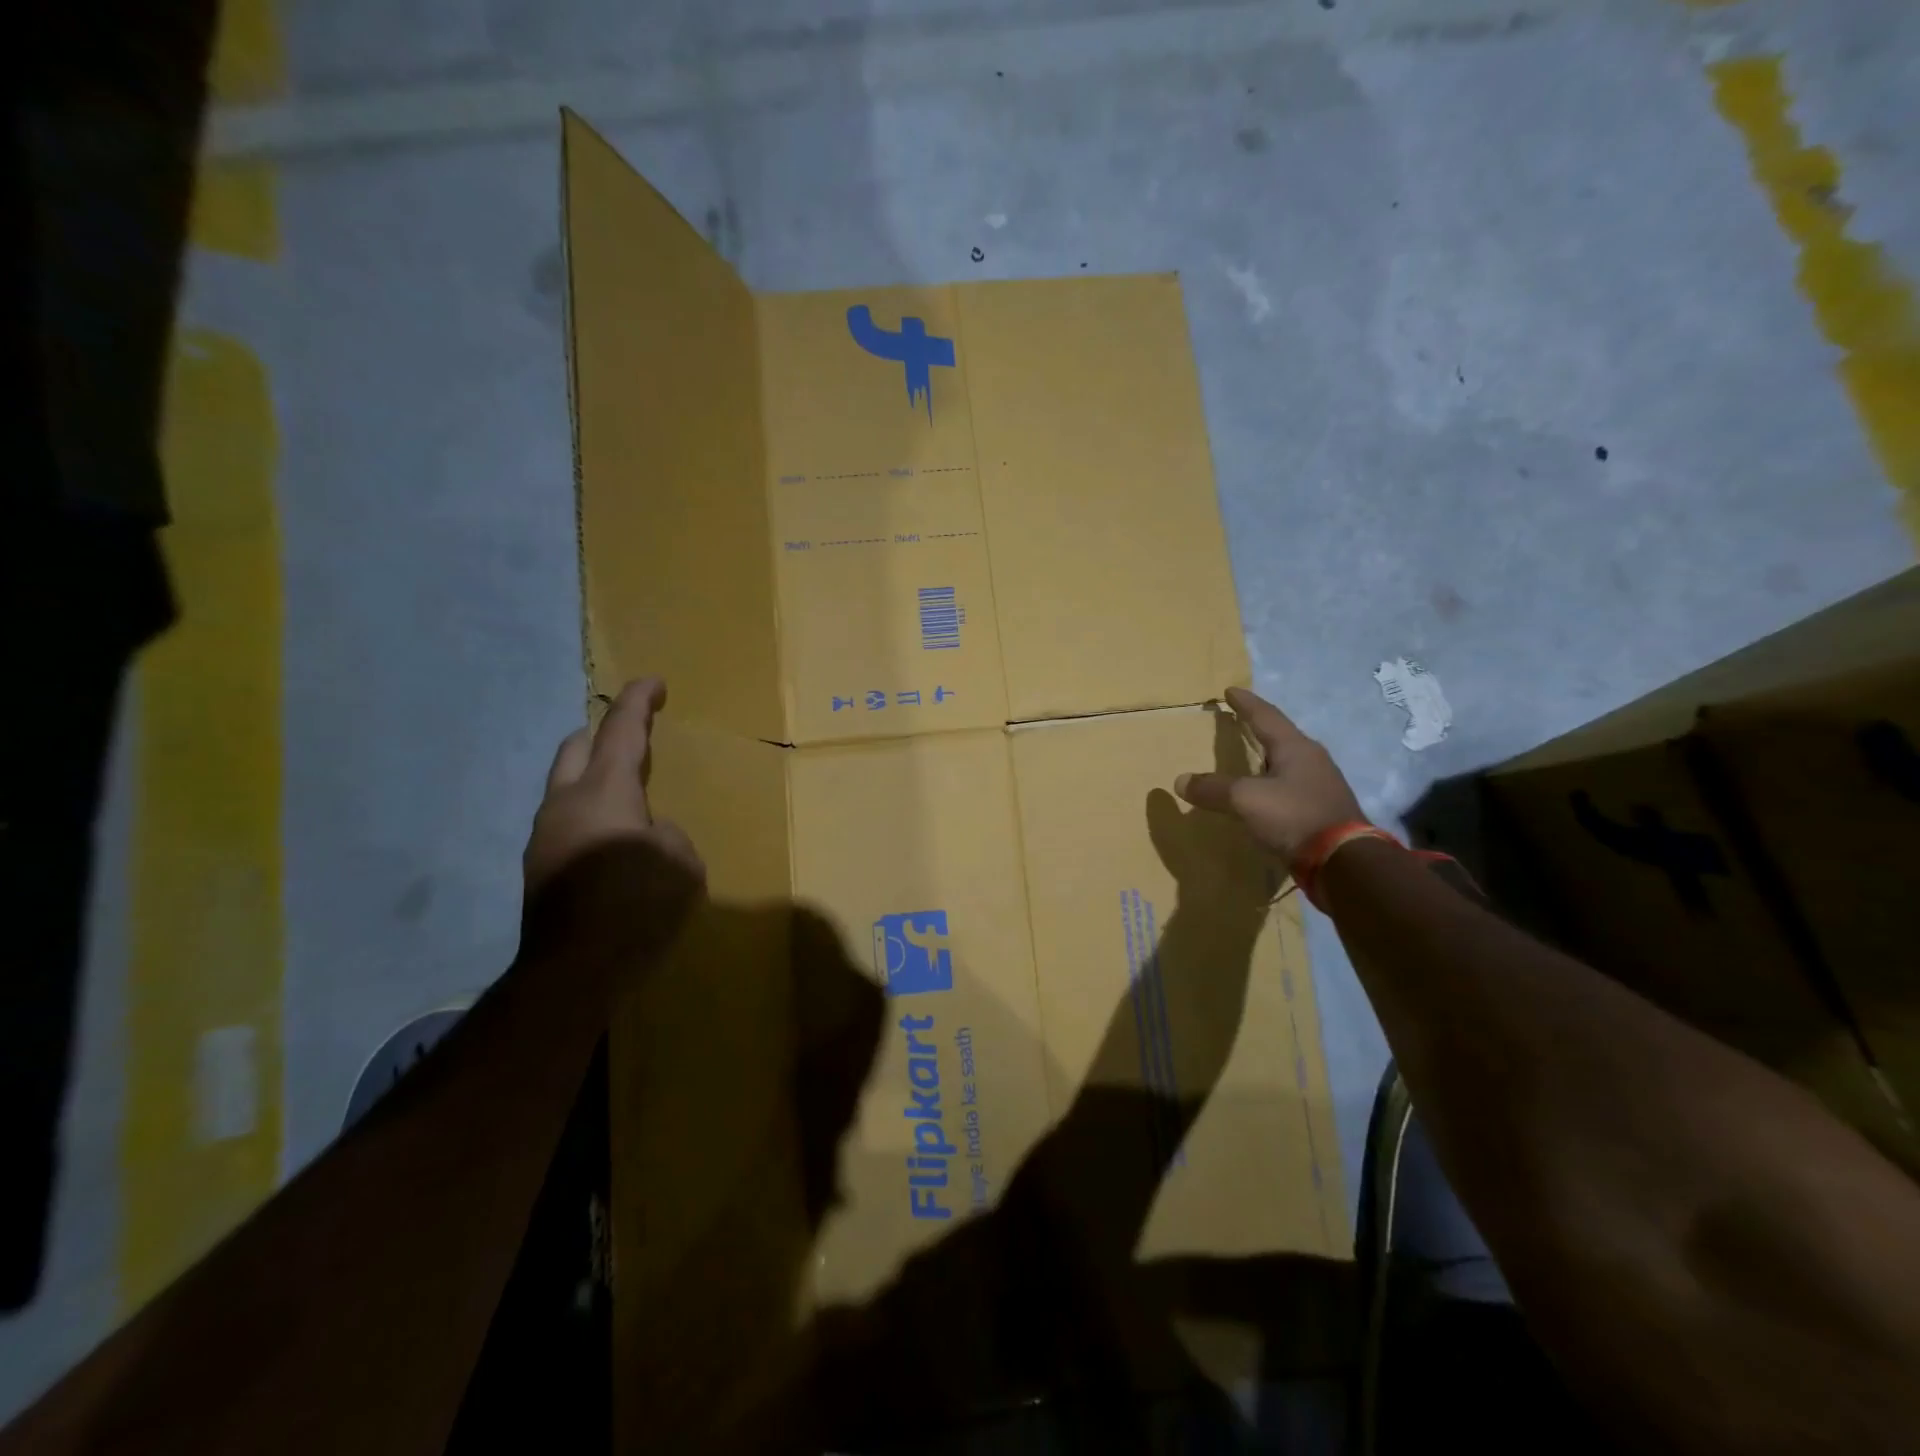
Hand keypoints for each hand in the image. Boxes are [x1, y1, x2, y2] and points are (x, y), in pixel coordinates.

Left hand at [523, 677, 704, 896]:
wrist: (572, 972)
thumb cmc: (637, 906)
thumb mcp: (683, 864)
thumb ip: (667, 837)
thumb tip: (647, 837)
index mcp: (604, 791)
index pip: (621, 731)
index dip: (639, 701)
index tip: (653, 683)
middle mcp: (565, 803)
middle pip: (575, 748)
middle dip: (602, 733)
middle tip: (631, 736)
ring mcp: (543, 836)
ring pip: (564, 787)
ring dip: (591, 779)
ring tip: (625, 799)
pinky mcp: (537, 869)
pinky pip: (564, 823)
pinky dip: (587, 816)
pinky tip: (610, 844)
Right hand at [1175, 687, 1365, 866]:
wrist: (1343, 862)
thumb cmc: (1293, 816)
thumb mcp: (1245, 799)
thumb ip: (1213, 789)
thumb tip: (1180, 781)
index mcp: (1295, 747)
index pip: (1266, 716)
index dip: (1245, 703)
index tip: (1230, 690)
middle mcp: (1313, 759)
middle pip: (1281, 736)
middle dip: (1260, 729)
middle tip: (1240, 722)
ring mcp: (1322, 785)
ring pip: (1289, 763)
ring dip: (1268, 758)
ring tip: (1250, 759)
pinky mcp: (1324, 810)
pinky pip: (1292, 787)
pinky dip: (1274, 784)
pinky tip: (1266, 795)